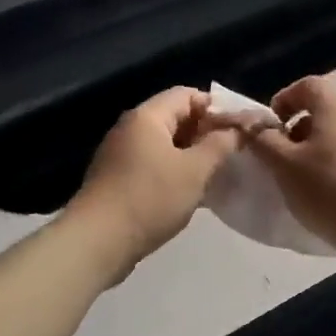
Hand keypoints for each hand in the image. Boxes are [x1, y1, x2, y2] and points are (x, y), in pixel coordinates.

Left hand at [67, 88, 241, 263]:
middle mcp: (130, 127)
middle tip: (229, 153)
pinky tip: (187, 191)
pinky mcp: (115, 178)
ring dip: (189, 153)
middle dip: (204, 132)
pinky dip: (172, 170)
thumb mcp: (195, 171)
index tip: (237, 130)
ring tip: (213, 173)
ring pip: (163, 143)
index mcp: (147, 116)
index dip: (215, 107)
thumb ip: (220, 145)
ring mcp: (119, 153)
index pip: (187, 94)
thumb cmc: (150, 198)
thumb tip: (237, 129)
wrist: (97, 241)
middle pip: (174, 116)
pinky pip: (151, 162)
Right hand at [238, 75, 335, 249]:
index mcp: (335, 110)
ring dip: (314, 151)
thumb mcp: (284, 165)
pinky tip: (327, 197)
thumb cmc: (329, 191)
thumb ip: (263, 140)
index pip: (308, 85)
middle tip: (281, 159)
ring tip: (301, 182)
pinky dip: (333, 168)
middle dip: (296, 130)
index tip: (270, 128)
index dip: (284, 99)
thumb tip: (251, 122)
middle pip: (323, 112)